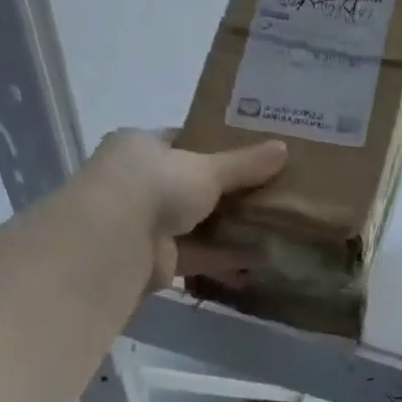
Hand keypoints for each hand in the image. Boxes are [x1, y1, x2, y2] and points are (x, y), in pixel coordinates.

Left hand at [88, 129, 287, 288]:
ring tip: (274, 227)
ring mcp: (147, 223)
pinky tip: (261, 259)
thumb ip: (244, 164)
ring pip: (197, 224)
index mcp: (141, 147)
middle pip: (192, 186)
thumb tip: (284, 149)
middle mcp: (139, 183)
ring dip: (231, 229)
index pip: (181, 142)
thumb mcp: (207, 168)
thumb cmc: (156, 184)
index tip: (250, 154)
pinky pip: (199, 255)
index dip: (214, 146)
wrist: (117, 239)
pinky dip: (227, 257)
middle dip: (228, 193)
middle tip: (270, 192)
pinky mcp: (158, 260)